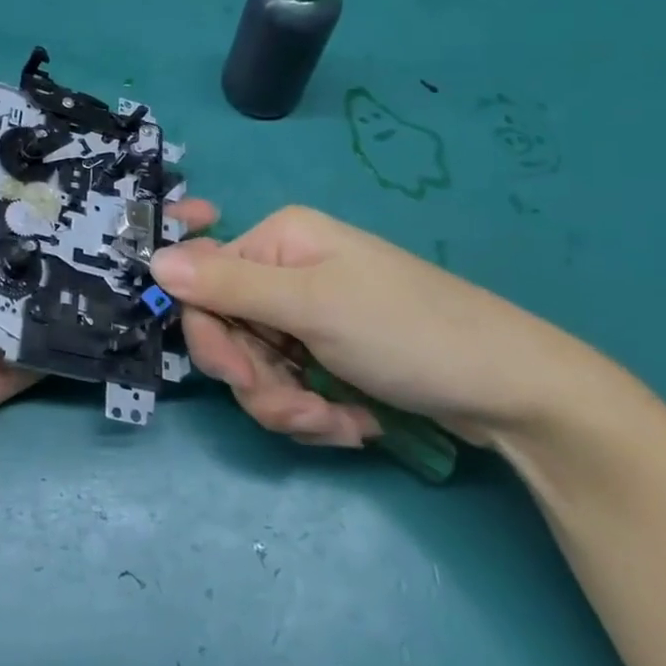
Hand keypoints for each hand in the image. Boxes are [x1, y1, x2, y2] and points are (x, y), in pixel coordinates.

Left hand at [0, 69, 218, 475]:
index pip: (45, 182)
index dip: (91, 165)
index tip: (145, 151)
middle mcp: (9, 257)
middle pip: (81, 229)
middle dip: (135, 214)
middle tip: (195, 203)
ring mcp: (24, 308)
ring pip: (92, 278)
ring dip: (145, 263)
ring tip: (203, 245)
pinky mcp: (31, 357)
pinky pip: (81, 336)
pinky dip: (124, 321)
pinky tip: (175, 303)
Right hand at [149, 206, 597, 451]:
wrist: (512, 390)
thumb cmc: (408, 331)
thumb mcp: (312, 306)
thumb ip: (228, 284)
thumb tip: (153, 260)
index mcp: (279, 241)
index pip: (204, 287)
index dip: (214, 339)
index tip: (243, 379)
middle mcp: (287, 271)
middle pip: (231, 334)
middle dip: (262, 385)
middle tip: (304, 413)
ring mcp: (311, 314)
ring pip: (259, 370)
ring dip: (291, 406)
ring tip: (340, 424)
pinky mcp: (331, 354)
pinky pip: (292, 386)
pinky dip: (317, 412)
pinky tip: (356, 423)